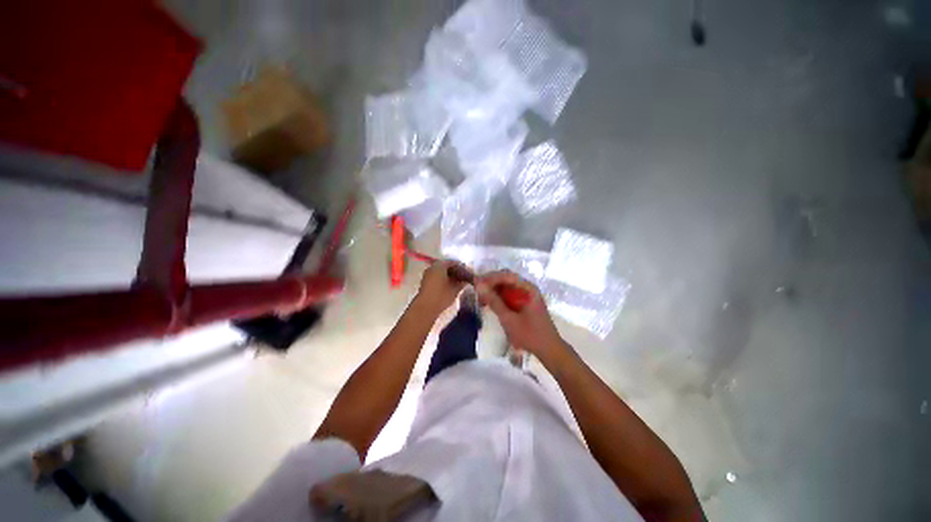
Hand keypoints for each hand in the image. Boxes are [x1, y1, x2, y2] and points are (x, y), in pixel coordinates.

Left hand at [414, 260, 466, 315]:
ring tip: (458, 283)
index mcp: (439, 265)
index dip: (461, 267)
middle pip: (446, 266)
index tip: (468, 272)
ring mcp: (427, 275)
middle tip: (464, 277)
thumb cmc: (441, 296)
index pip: (453, 262)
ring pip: (441, 272)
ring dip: (449, 276)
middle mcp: (432, 267)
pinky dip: (444, 279)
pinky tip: (450, 286)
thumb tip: (466, 280)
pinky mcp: (425, 283)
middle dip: (455, 271)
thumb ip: (462, 282)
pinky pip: (437, 277)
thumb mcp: (455, 289)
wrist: (425, 308)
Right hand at [476, 271, 566, 358]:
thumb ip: (494, 302)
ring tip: (481, 298)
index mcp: (528, 288)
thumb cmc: (530, 335)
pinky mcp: (526, 303)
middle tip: (477, 290)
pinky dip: (500, 297)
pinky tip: (490, 304)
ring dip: (494, 290)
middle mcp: (528, 288)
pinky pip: (510, 295)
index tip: (476, 283)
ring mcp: (528, 295)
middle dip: (491, 283)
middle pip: (506, 279)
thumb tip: (479, 286)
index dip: (490, 278)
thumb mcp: (509, 319)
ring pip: (507, 287)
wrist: (549, 350)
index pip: (506, 275)